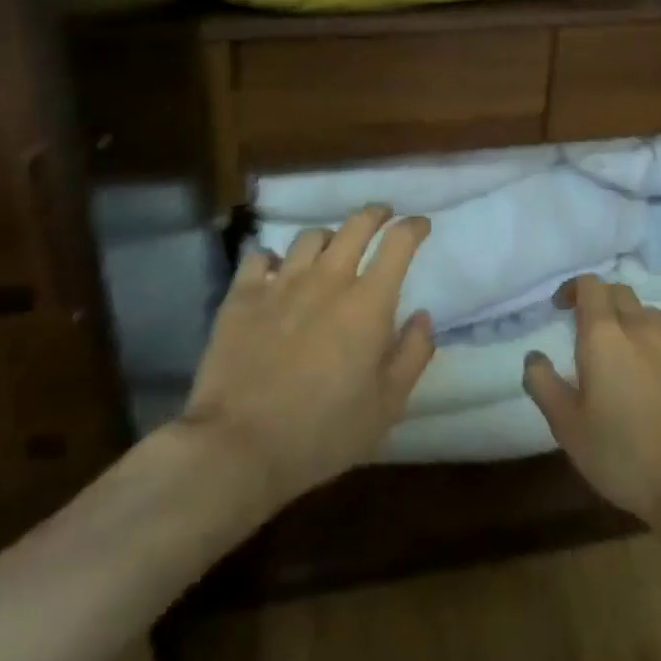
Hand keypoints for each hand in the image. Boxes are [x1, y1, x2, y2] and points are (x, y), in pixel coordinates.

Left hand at [180, 206, 434, 510]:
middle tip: (383, 216)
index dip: (413, 226)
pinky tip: (275, 271)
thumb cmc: (323, 432)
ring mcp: (281, 282)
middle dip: (375, 214)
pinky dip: (274, 258)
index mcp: (368, 302)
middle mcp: (327, 279)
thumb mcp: (386, 406)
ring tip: (331, 248)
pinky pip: (260, 256)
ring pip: (310, 236)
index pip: (398, 242)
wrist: (238, 446)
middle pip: (356, 224)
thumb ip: (412, 354)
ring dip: (328, 237)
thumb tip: (422, 316)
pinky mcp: (242, 295)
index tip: (420, 225)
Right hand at [523, 276, 660, 526]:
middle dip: (601, 301)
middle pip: (620, 292)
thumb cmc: (623, 454)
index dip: (573, 289)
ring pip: (651, 315)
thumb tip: (533, 357)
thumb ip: (543, 384)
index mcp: (604, 334)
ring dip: (632, 322)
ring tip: (625, 352)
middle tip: (589, 329)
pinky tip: (659, 376)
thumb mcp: (567, 426)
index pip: (589, 285)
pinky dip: (660, 347)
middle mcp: (642, 327)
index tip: (561, 308)